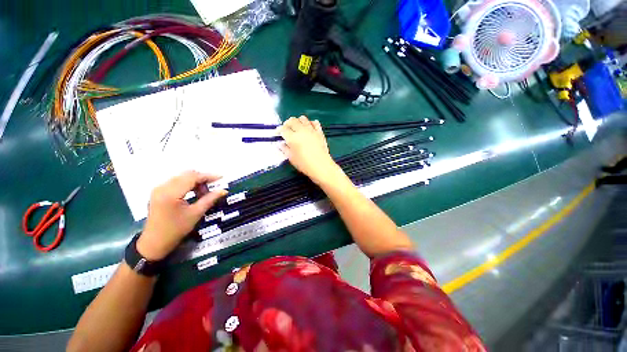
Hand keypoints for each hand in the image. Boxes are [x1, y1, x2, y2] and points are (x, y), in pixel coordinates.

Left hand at [137, 171, 226, 260]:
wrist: (154, 242)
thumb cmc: (176, 229)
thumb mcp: (196, 214)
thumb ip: (210, 199)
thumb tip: (224, 190)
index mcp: (171, 193)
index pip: (192, 177)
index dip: (208, 176)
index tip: (221, 178)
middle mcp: (162, 187)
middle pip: (187, 174)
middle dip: (202, 179)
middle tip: (211, 190)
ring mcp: (159, 188)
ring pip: (182, 177)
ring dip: (195, 182)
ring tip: (202, 194)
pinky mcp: (158, 191)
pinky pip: (176, 181)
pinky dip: (187, 184)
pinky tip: (193, 194)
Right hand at [278, 116, 341, 183]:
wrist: (321, 166)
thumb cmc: (304, 164)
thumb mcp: (291, 158)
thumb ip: (285, 149)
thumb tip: (281, 144)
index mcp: (292, 138)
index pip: (283, 129)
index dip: (279, 130)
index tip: (278, 134)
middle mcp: (301, 131)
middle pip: (292, 121)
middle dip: (287, 124)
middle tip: (286, 129)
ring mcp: (311, 130)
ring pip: (303, 119)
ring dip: (298, 121)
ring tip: (297, 128)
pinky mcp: (319, 132)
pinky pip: (315, 122)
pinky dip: (310, 123)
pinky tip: (309, 128)